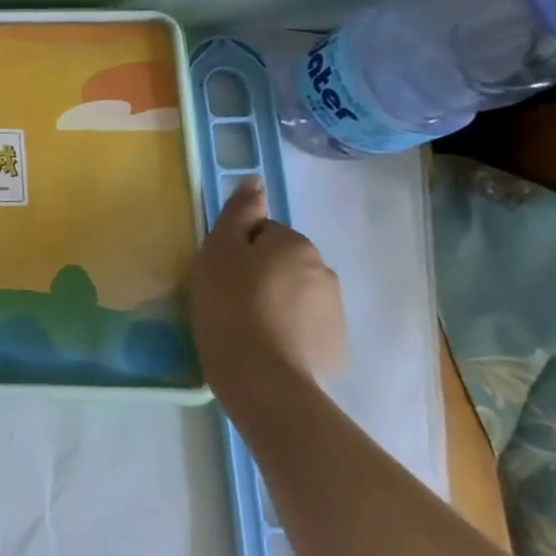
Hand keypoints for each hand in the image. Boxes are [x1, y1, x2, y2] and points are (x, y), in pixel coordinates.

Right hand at [189, 176, 346, 398]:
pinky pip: (305, 327)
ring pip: (295, 294)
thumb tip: (255, 180)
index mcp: (295, 244)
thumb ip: (239, 212)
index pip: (263, 233)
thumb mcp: (220, 249)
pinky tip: (266, 345)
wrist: (261, 376)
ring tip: (246, 325)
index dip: (238, 250)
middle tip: (230, 298)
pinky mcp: (335, 347)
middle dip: (261, 275)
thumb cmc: (229, 303)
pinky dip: (288, 331)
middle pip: (282, 263)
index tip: (221, 273)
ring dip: (275, 302)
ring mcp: (334, 312)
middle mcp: (324, 271)